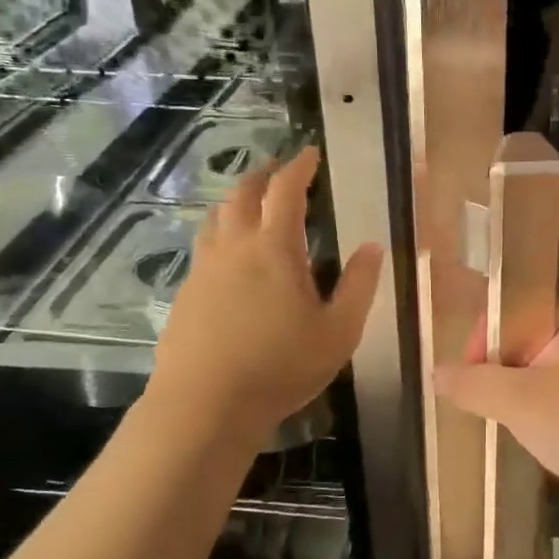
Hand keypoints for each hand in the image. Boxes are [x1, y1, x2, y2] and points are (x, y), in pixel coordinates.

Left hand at [148, 146, 382, 441]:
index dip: (299, 166)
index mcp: (275, 249)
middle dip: (264, 175)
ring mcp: (204, 269)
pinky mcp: (186, 293)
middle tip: (281, 172)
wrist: (204, 405)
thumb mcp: (339, 331)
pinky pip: (204, 247)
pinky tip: (230, 257)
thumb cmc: (281, 367)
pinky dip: (221, 234)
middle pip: (243, 194)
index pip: (286, 190)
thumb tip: (372, 246)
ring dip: (237, 201)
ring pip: (216, 217)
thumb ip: (359, 285)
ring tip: (252, 205)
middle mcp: (234, 247)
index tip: (310, 153)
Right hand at [433, 301, 558, 503]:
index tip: (470, 372)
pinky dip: (539, 404)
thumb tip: (437, 373)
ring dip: (517, 388)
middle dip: (498, 365)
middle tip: (484, 400)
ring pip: (539, 364)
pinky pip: (558, 387)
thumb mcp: (518, 402)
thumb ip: (473, 384)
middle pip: (523, 334)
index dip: (484, 333)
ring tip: (504, 417)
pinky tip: (533, 429)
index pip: (512, 303)